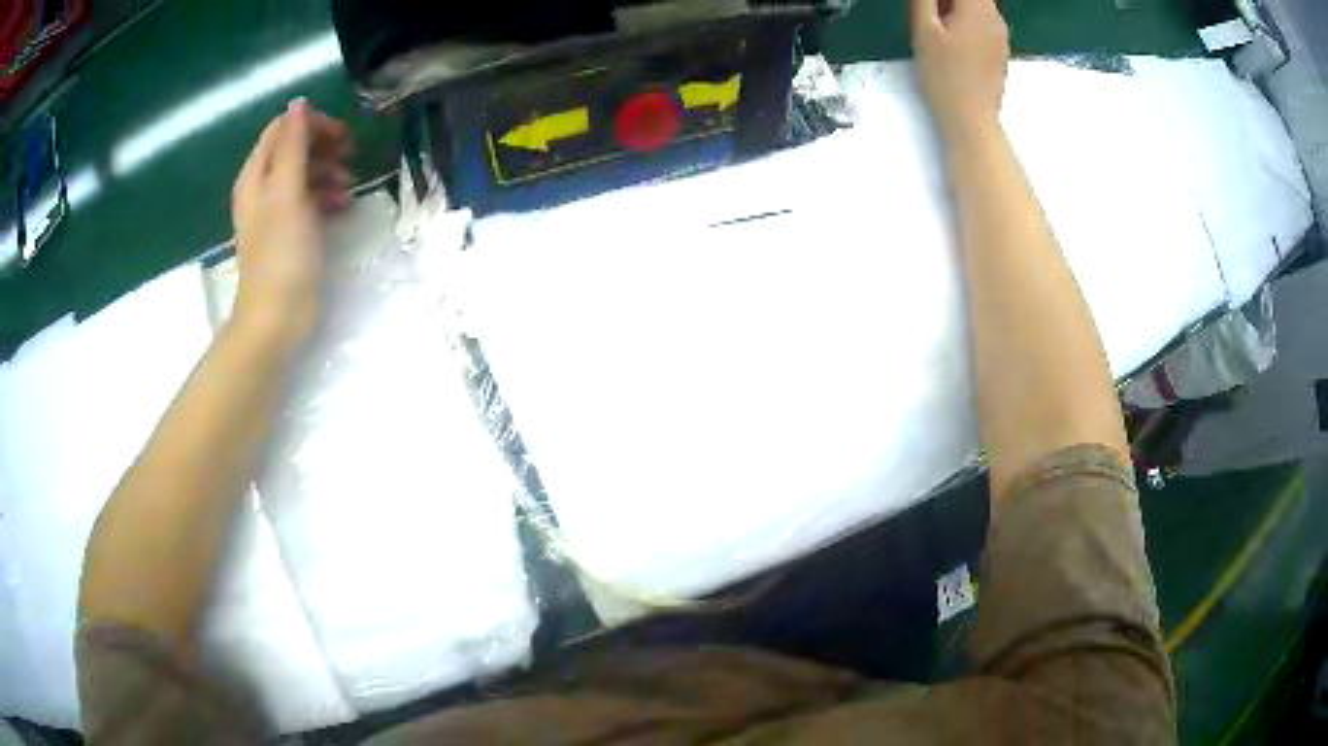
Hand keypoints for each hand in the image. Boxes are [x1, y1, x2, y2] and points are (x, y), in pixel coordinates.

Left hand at [230, 98, 352, 344]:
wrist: (277, 320)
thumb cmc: (281, 255)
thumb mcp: (287, 193)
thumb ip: (293, 146)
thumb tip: (298, 103)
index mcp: (256, 176)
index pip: (282, 130)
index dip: (311, 125)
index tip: (340, 137)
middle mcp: (263, 189)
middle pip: (294, 148)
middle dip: (323, 146)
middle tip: (350, 155)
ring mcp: (276, 213)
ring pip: (305, 173)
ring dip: (329, 171)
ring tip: (349, 184)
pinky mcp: (291, 234)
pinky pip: (310, 200)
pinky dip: (327, 196)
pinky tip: (343, 205)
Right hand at [911, 0, 1009, 145]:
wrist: (972, 121)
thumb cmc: (945, 76)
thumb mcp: (924, 30)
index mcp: (979, 8)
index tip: (927, 8)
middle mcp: (996, 17)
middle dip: (946, 1)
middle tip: (927, 15)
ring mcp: (1001, 35)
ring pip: (976, 6)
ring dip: (953, 8)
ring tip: (936, 28)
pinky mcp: (999, 50)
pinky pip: (981, 23)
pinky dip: (964, 21)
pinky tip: (951, 41)